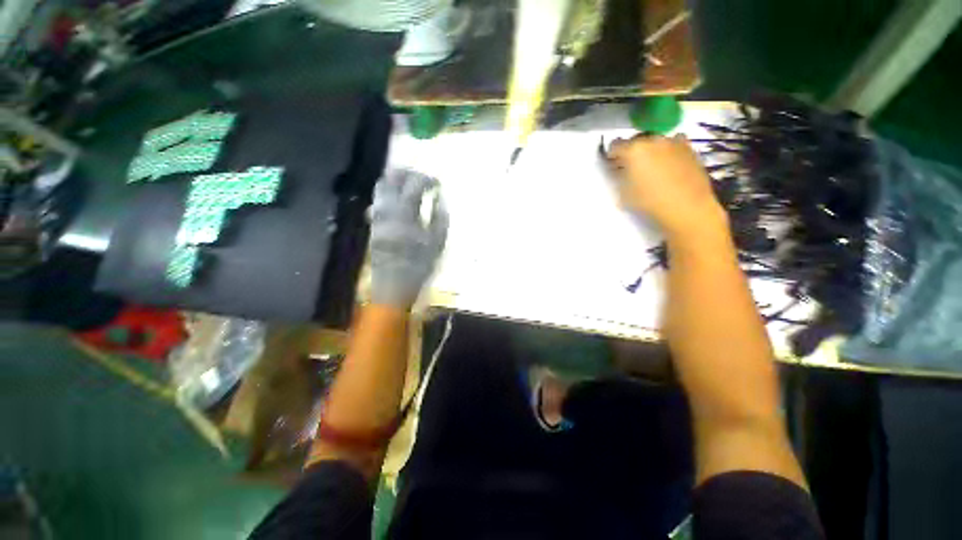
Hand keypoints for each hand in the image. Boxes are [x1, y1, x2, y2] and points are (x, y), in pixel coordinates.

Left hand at [368, 169, 448, 307]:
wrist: (393, 284)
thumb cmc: (420, 266)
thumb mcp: (437, 242)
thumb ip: (440, 216)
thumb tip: (439, 197)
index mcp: (405, 215)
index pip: (414, 185)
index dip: (427, 179)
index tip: (437, 183)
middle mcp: (387, 210)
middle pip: (391, 178)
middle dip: (408, 172)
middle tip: (422, 178)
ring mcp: (377, 216)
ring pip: (382, 186)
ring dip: (396, 181)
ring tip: (411, 185)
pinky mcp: (373, 223)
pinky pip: (379, 199)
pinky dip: (390, 192)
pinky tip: (400, 199)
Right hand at [607, 134, 725, 239]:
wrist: (687, 207)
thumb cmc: (649, 202)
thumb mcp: (624, 193)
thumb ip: (619, 177)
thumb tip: (619, 170)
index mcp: (633, 150)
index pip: (615, 145)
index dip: (612, 155)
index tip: (613, 165)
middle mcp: (653, 140)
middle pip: (636, 141)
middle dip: (631, 152)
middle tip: (631, 167)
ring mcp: (673, 142)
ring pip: (655, 142)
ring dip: (650, 151)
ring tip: (651, 167)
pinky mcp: (690, 148)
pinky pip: (674, 145)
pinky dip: (668, 151)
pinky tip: (669, 165)